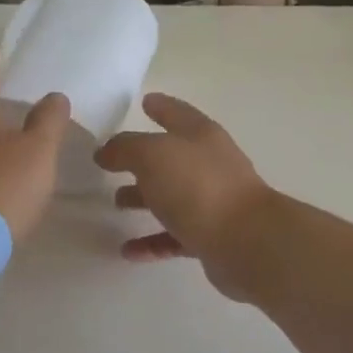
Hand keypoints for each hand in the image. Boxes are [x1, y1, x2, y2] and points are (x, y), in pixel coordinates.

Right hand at [95, 94, 277, 296]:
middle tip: (113, 164)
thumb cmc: (198, 187)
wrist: (245, 241)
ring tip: (116, 205)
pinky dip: (151, 242)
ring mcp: (213, 202)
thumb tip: (106, 152)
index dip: (160, 106)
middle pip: (172, 158)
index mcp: (200, 136)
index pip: (177, 113)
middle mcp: (210, 165)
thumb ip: (125, 148)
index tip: (145, 101)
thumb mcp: (153, 155)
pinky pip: (174, 237)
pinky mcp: (212, 237)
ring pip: (172, 197)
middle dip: (142, 160)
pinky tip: (128, 251)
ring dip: (144, 200)